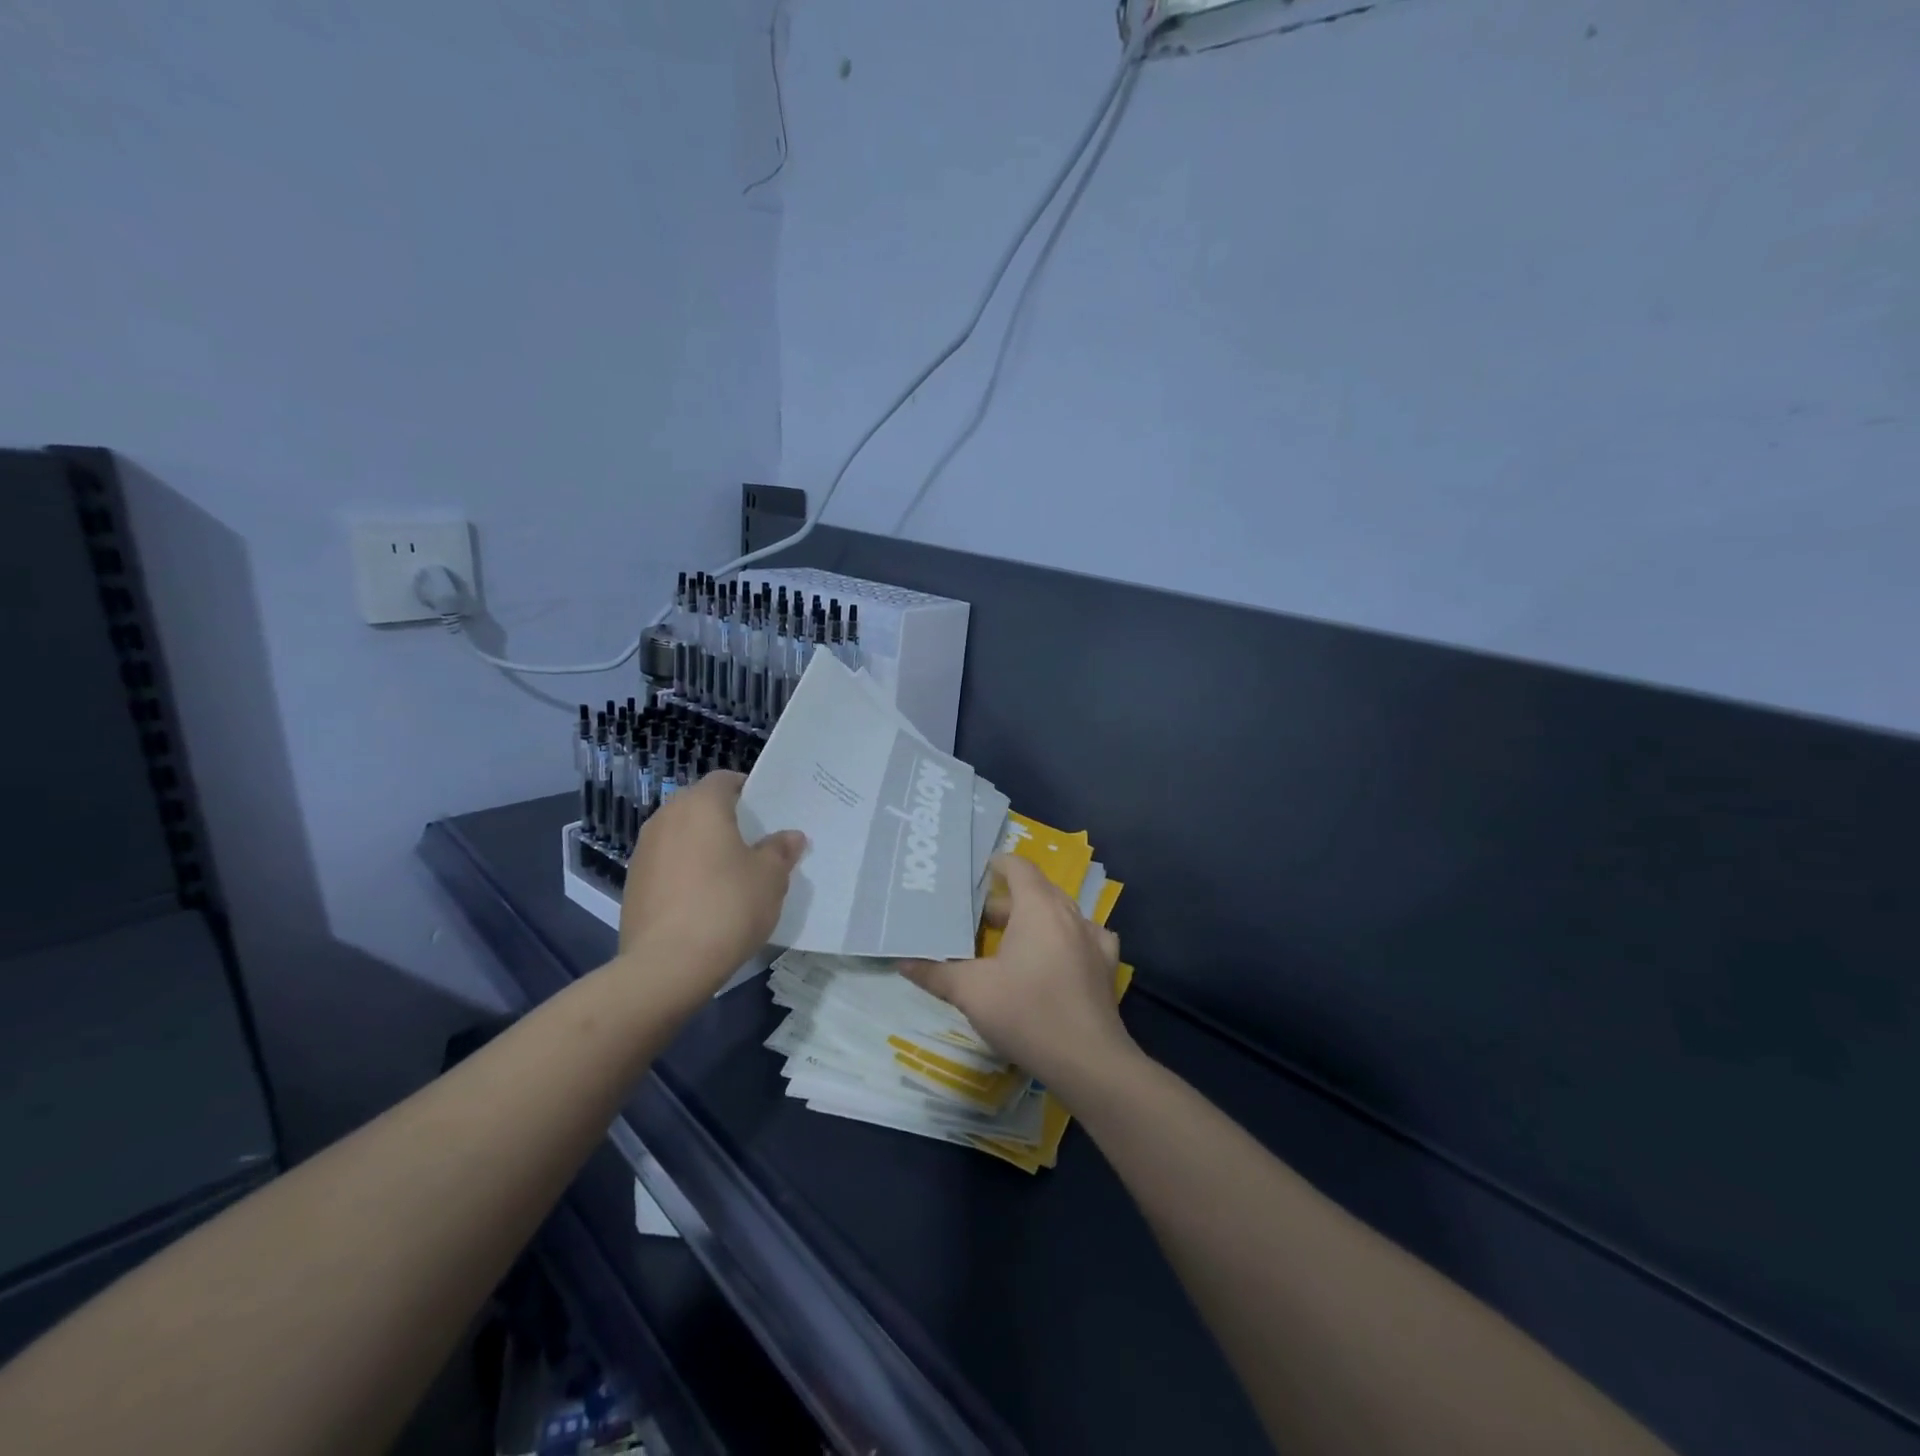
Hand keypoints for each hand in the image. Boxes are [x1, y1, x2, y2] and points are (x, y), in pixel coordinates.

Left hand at [620, 771, 805, 990]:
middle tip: (755, 845)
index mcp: (700, 804)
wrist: (666, 966)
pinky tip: (704, 901)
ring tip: (731, 875)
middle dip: (727, 821)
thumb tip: (790, 837)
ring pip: (682, 836)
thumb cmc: (727, 906)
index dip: (749, 792)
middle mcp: (666, 818)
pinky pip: (668, 865)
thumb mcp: (770, 878)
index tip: (769, 815)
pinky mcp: (633, 884)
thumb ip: (780, 850)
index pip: (725, 780)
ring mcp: (643, 851)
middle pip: (701, 806)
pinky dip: (686, 872)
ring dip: (704, 847)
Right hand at [902, 854, 1134, 1094]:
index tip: (979, 870)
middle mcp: (1070, 914)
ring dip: (1036, 918)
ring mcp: (1093, 940)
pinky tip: (1060, 953)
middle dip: (1008, 898)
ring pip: (1060, 914)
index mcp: (1038, 908)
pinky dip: (1066, 938)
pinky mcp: (1106, 966)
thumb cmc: (1026, 1013)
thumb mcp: (970, 992)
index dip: (999, 863)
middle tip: (978, 917)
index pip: (1019, 868)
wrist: (1088, 1061)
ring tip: (1011, 937)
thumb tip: (902, 961)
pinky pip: (1085, 937)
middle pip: (1038, 891)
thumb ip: (935, 973)